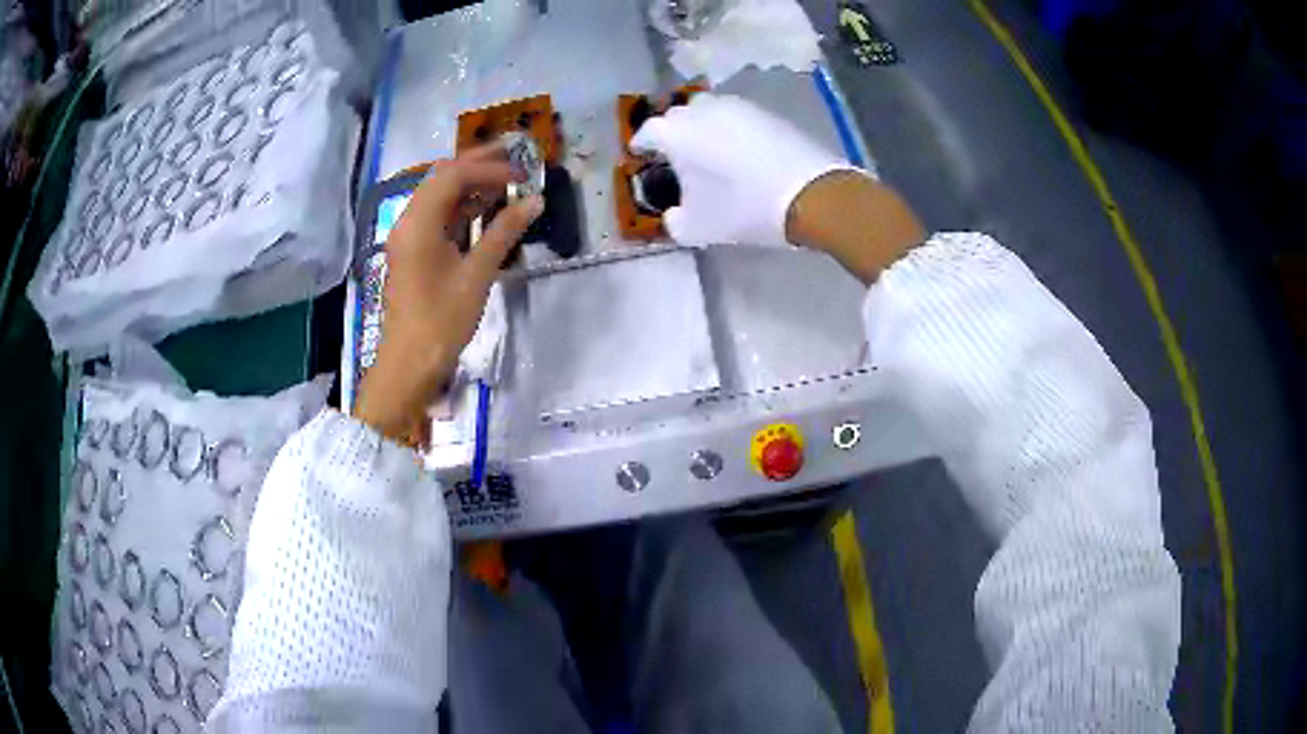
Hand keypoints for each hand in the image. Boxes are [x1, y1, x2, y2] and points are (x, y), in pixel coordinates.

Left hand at [355, 147, 543, 443]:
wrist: (408, 364)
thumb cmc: (441, 321)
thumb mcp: (477, 274)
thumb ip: (504, 232)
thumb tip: (534, 201)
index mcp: (419, 222)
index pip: (454, 174)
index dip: (490, 168)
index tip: (523, 174)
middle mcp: (409, 220)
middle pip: (442, 178)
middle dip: (478, 165)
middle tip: (515, 159)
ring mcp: (409, 236)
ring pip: (440, 196)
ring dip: (471, 186)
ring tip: (507, 181)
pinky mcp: (414, 252)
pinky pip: (438, 217)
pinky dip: (463, 208)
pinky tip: (487, 210)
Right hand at [629, 93, 851, 246]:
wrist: (811, 194)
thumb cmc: (743, 208)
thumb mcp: (698, 227)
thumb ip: (675, 220)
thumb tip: (675, 213)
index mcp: (675, 132)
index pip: (647, 132)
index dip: (641, 146)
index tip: (640, 156)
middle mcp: (702, 110)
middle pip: (678, 116)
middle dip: (673, 133)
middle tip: (677, 155)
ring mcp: (737, 107)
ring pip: (709, 111)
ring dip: (703, 127)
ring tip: (709, 150)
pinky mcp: (766, 112)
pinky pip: (737, 117)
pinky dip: (731, 129)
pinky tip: (739, 150)